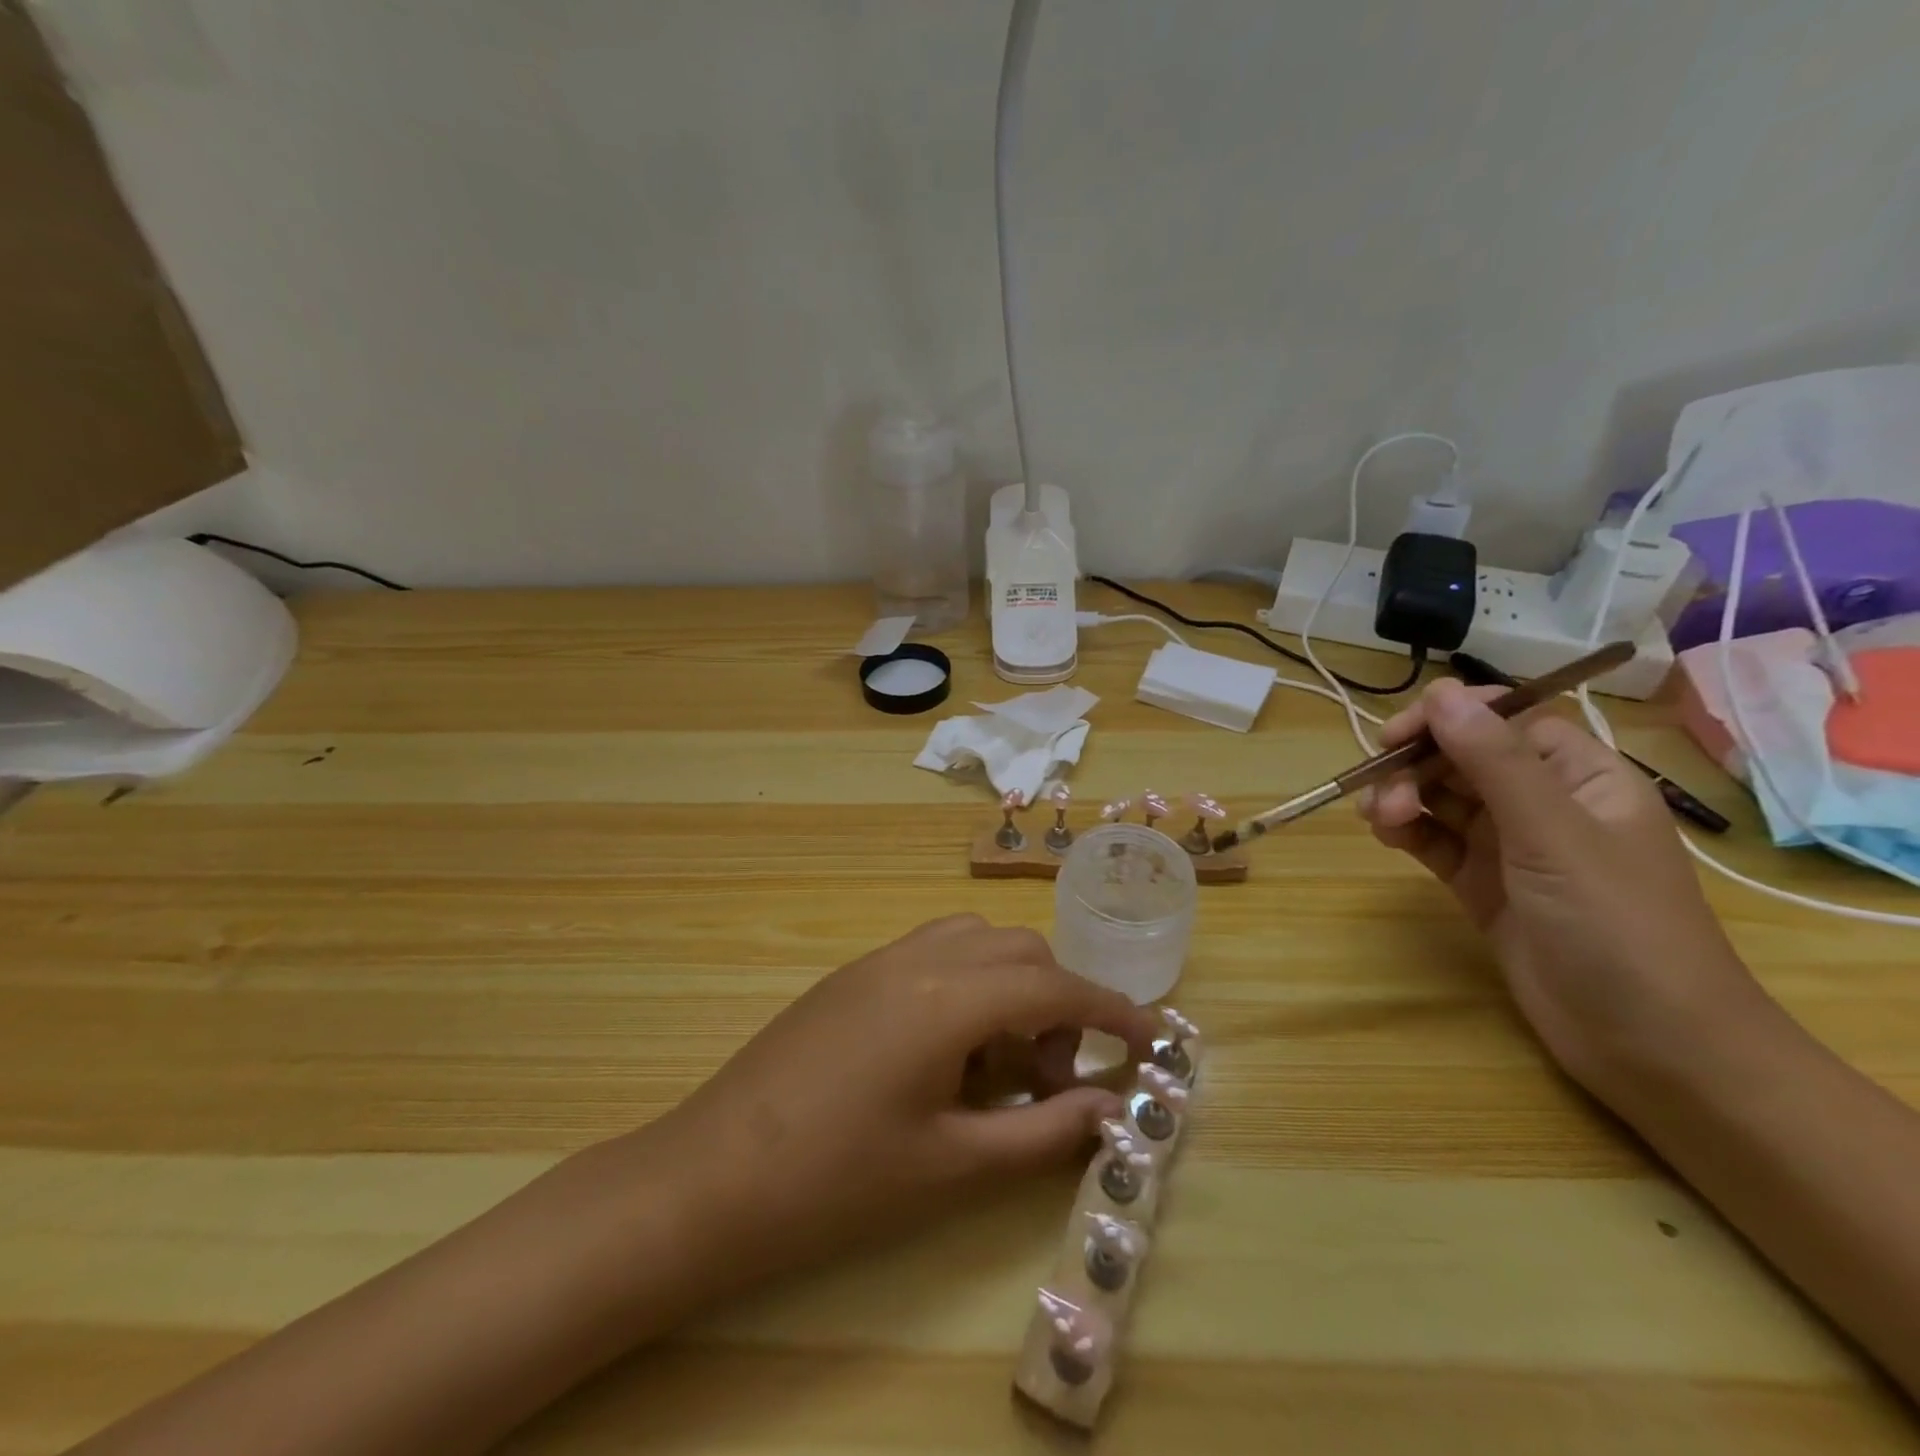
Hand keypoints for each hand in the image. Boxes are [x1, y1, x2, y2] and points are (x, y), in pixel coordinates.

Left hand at [624, 915, 1161, 1290]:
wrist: (710, 1175)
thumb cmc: (837, 1180)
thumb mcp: (951, 1165)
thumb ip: (1041, 1131)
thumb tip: (1110, 1108)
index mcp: (945, 998)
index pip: (1052, 986)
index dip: (1110, 1010)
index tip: (1151, 1037)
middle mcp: (916, 958)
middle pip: (1017, 951)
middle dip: (1055, 1001)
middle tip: (1050, 1076)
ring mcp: (877, 961)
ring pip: (974, 942)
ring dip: (1008, 986)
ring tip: (998, 1063)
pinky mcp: (851, 976)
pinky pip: (932, 954)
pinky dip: (965, 985)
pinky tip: (948, 1052)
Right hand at [1357, 678, 1761, 1099]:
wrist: (1649, 1044)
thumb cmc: (1618, 926)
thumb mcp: (1553, 835)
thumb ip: (1494, 762)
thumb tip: (1442, 692)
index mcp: (1581, 778)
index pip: (1507, 721)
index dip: (1452, 718)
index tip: (1399, 734)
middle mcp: (1544, 804)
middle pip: (1464, 758)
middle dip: (1418, 766)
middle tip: (1381, 791)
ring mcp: (1511, 847)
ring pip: (1442, 798)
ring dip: (1403, 798)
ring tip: (1381, 821)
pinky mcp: (1482, 885)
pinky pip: (1434, 841)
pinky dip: (1406, 831)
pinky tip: (1386, 834)